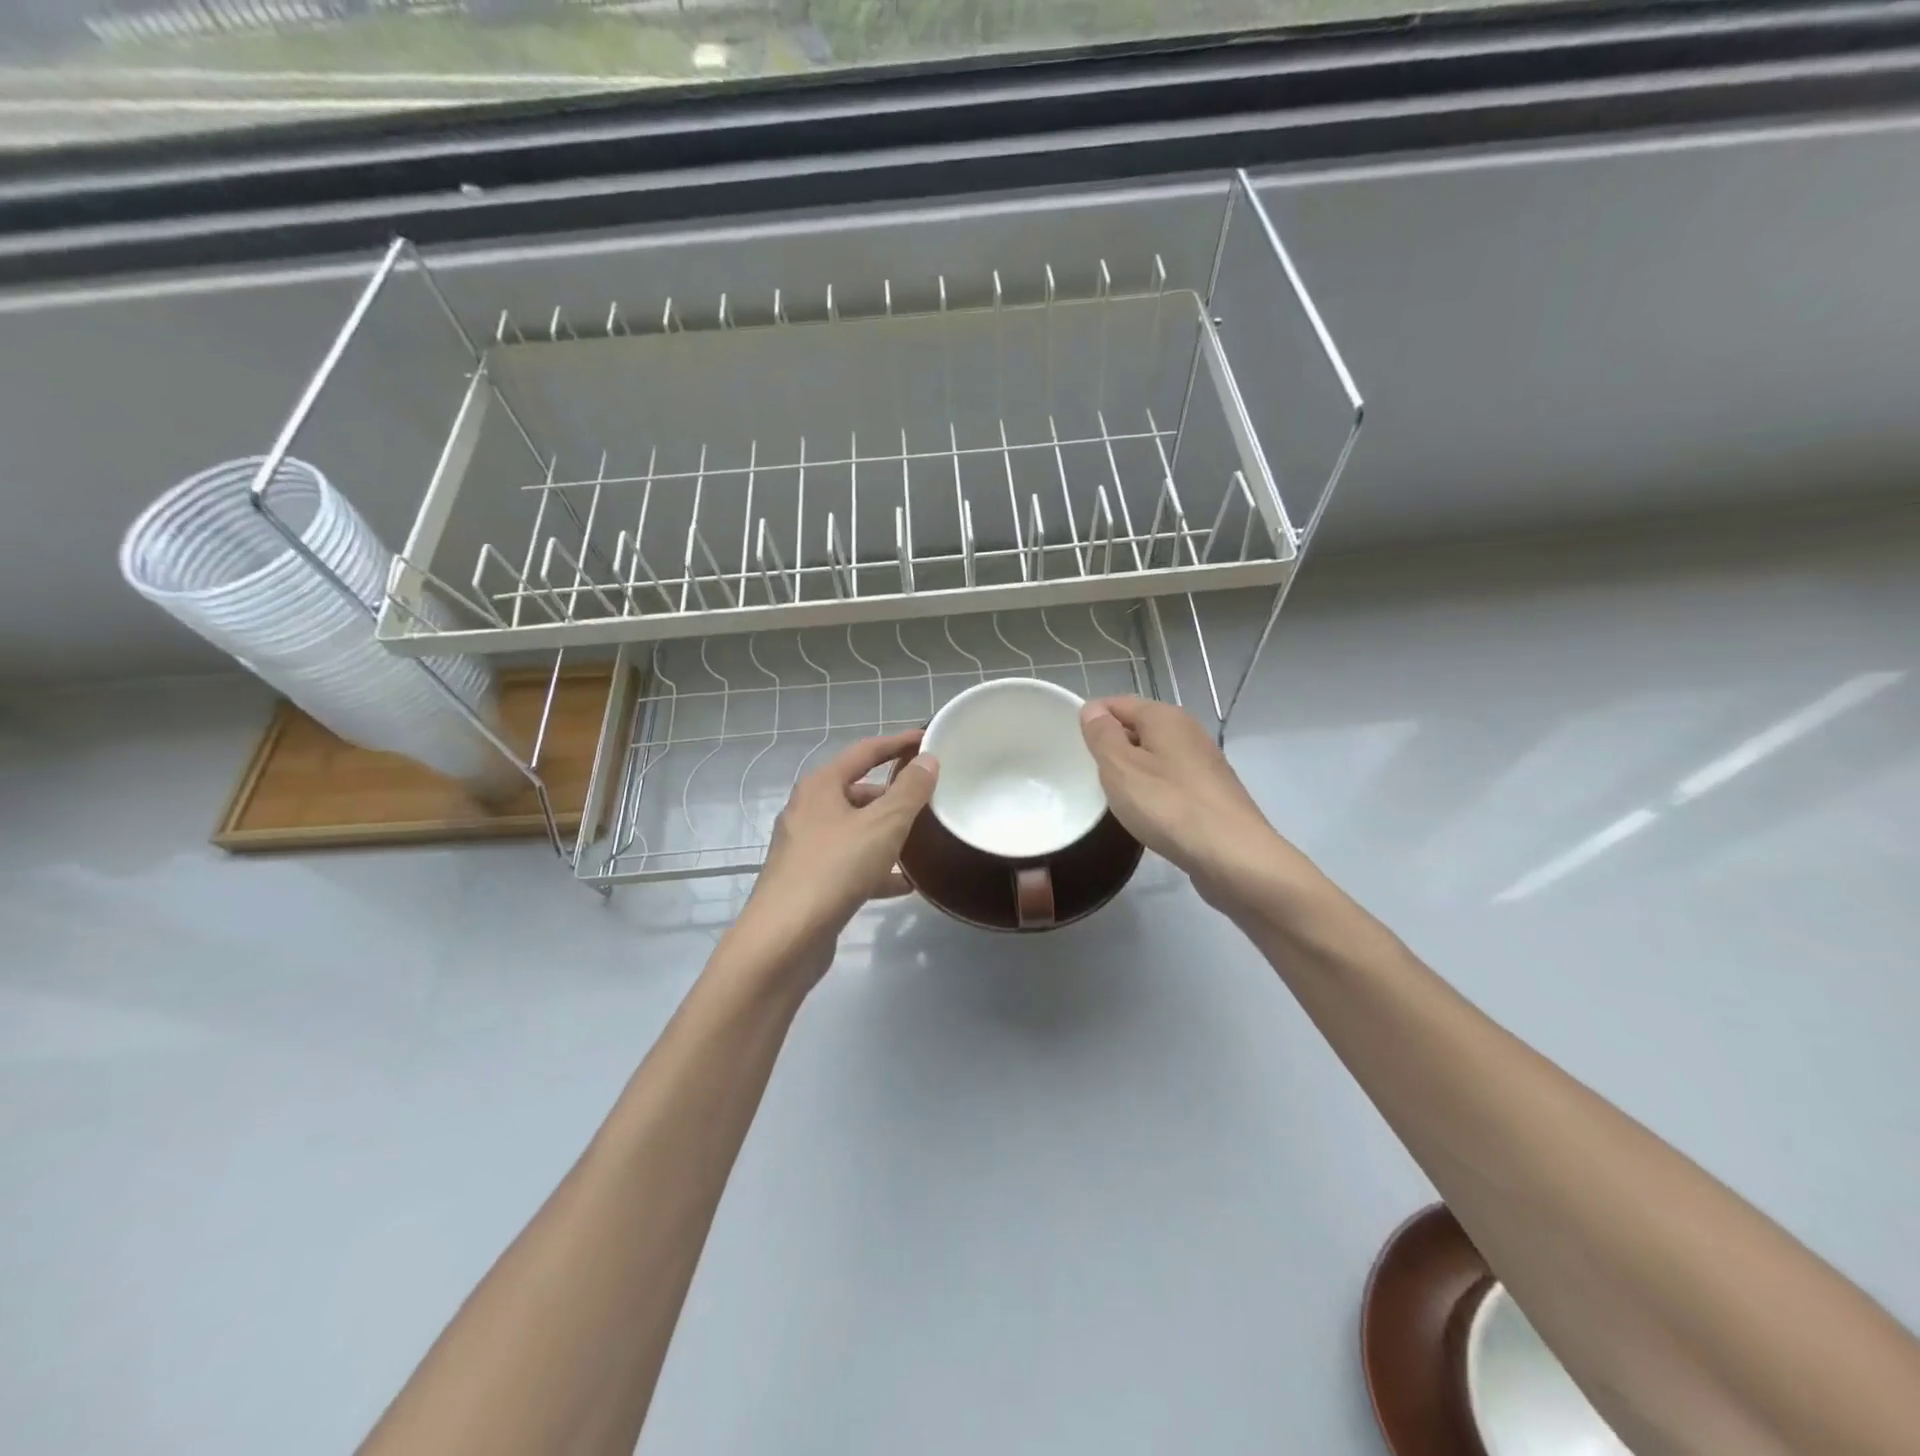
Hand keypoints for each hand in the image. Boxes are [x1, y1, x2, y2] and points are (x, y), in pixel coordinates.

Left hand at [728, 730, 938, 987]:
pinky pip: (850, 864)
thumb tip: (927, 760)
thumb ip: (909, 790)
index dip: (897, 743)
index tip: (927, 739)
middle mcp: (808, 810)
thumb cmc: (835, 868)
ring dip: (887, 832)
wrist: (785, 937)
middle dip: (894, 794)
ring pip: (856, 830)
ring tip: (923, 839)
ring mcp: (806, 848)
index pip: (864, 751)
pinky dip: (877, 868)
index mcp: (820, 786)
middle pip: (858, 791)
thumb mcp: (883, 824)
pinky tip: (905, 884)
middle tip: (929, 798)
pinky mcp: (810, 881)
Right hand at [1079, 697, 1300, 913]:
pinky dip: (1153, 792)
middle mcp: (1188, 731)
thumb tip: (1092, 709)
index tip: (1073, 749)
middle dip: (1112, 748)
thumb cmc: (1169, 806)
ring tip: (1115, 798)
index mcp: (1165, 717)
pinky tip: (1147, 815)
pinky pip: (1170, 781)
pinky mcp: (1211, 792)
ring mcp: (1203, 762)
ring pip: (1154, 756)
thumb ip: (1102, 735)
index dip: (1092, 720)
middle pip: (1137, 728)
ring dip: (1132, 772)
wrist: (1233, 856)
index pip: (1117, 703)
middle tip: (1090, 776)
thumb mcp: (1120, 767)